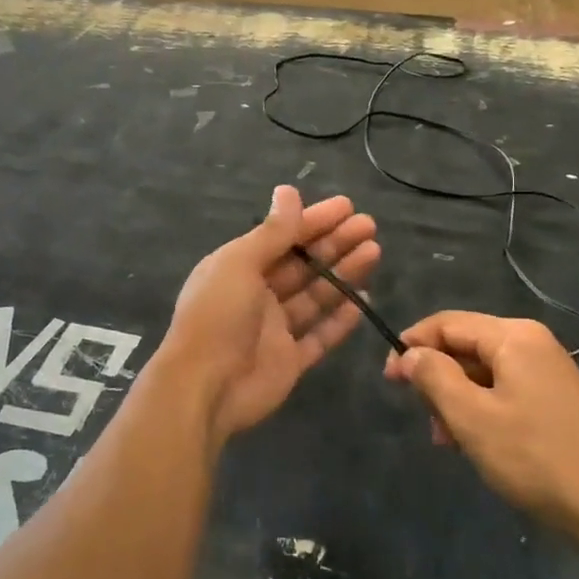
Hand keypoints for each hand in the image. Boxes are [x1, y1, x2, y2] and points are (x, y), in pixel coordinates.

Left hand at [160, 186, 379, 444]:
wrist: (204, 386)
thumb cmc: (218, 316)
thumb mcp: (240, 263)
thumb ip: (271, 232)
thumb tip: (288, 191)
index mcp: (237, 267)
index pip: (282, 237)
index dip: (314, 221)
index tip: (347, 207)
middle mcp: (256, 294)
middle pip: (302, 264)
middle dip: (335, 243)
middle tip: (370, 226)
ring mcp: (274, 329)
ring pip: (315, 296)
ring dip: (343, 274)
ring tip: (374, 252)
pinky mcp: (289, 360)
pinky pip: (319, 335)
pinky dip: (340, 319)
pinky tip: (364, 300)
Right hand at [385, 312, 578, 545]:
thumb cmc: (537, 458)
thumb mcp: (471, 417)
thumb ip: (434, 376)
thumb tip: (410, 354)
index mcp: (513, 336)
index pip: (446, 322)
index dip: (411, 345)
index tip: (388, 379)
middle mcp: (532, 342)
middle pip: (465, 345)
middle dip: (436, 377)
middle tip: (421, 416)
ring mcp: (548, 371)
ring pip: (482, 371)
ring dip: (455, 399)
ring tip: (445, 439)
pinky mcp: (556, 399)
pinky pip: (503, 390)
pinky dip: (480, 409)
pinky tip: (474, 443)